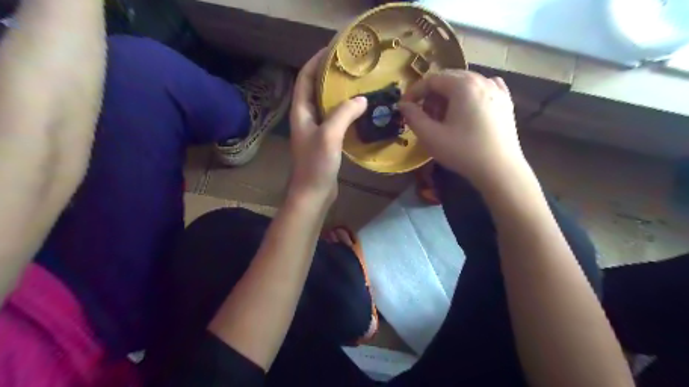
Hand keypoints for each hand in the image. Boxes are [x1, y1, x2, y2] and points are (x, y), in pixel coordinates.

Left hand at [289, 52, 367, 205]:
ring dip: (339, 95)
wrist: (313, 193)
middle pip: (315, 90)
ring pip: (326, 106)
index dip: (315, 62)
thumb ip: (344, 113)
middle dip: (329, 76)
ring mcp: (316, 131)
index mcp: (301, 112)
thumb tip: (362, 99)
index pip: (305, 79)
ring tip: (358, 85)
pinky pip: (335, 121)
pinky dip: (346, 113)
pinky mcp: (326, 142)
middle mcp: (306, 118)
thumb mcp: (329, 135)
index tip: (332, 50)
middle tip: (350, 67)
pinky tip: (360, 112)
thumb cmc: (316, 164)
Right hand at [399, 69, 528, 189]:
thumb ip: (413, 117)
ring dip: (449, 96)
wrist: (499, 169)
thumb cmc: (463, 151)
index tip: (405, 107)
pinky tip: (467, 109)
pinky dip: (469, 95)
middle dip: (431, 95)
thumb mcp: (431, 137)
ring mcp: (496, 89)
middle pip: (448, 79)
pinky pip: (483, 89)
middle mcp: (481, 80)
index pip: (431, 80)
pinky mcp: (505, 101)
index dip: (414, 92)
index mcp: (462, 85)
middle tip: (424, 115)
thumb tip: (403, 105)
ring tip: (444, 117)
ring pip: (465, 83)